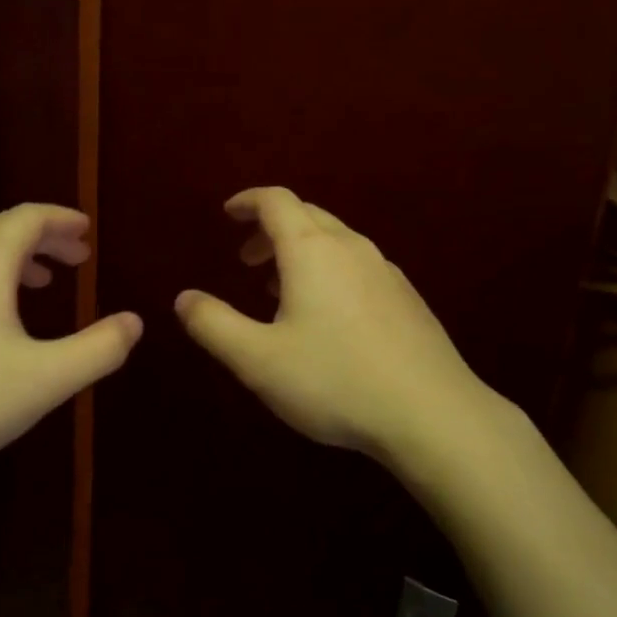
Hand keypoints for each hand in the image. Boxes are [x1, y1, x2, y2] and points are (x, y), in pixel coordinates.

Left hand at [0, 204, 141, 496]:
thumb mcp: (46, 379)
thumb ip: (100, 349)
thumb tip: (134, 322)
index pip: (29, 218)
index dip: (62, 220)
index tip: (86, 232)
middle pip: (0, 230)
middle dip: (42, 239)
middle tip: (75, 257)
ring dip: (12, 258)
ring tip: (39, 282)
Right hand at [174, 187, 491, 459]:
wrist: (433, 414)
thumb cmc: (335, 380)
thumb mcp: (258, 359)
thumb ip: (214, 325)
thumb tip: (184, 298)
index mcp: (312, 251)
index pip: (277, 201)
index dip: (248, 201)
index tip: (228, 214)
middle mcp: (351, 249)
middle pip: (307, 216)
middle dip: (270, 229)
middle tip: (246, 260)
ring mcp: (386, 272)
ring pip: (335, 242)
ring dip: (300, 253)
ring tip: (278, 290)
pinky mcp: (407, 299)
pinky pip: (358, 266)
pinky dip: (329, 272)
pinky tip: (327, 317)